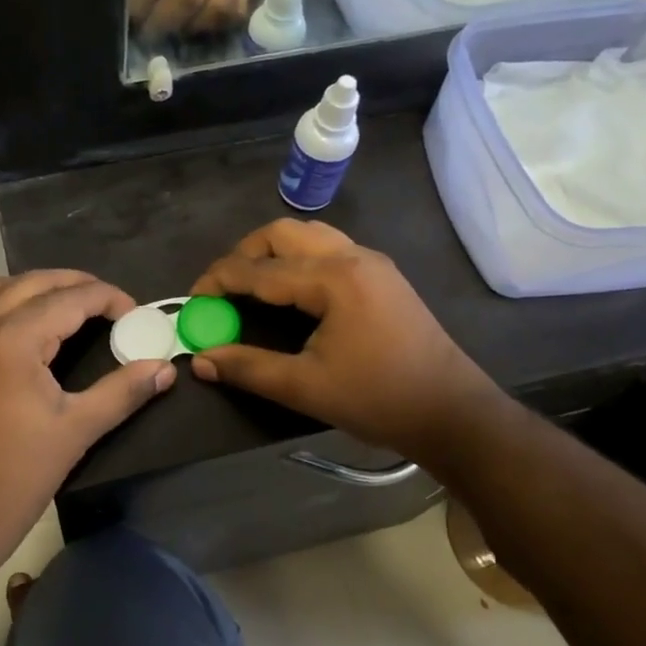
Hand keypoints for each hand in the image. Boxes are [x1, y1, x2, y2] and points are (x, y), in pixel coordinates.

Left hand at [0, 271, 175, 541]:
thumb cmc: (16, 475)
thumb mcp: (77, 430)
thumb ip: (123, 391)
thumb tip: (165, 369)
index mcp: (13, 339)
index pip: (70, 299)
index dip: (109, 299)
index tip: (138, 315)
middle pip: (36, 282)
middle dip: (77, 284)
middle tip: (113, 305)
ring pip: (4, 287)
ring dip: (41, 287)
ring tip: (76, 305)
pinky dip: (12, 300)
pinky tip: (34, 325)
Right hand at [188, 220, 496, 459]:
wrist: (453, 412)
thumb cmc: (379, 399)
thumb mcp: (305, 388)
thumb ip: (248, 368)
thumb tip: (200, 360)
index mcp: (333, 278)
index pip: (259, 269)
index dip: (219, 281)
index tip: (192, 301)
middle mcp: (352, 256)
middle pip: (282, 233)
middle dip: (244, 254)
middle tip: (222, 289)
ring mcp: (371, 262)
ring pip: (308, 235)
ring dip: (272, 252)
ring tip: (251, 285)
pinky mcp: (381, 276)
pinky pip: (328, 248)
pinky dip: (298, 258)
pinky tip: (291, 291)